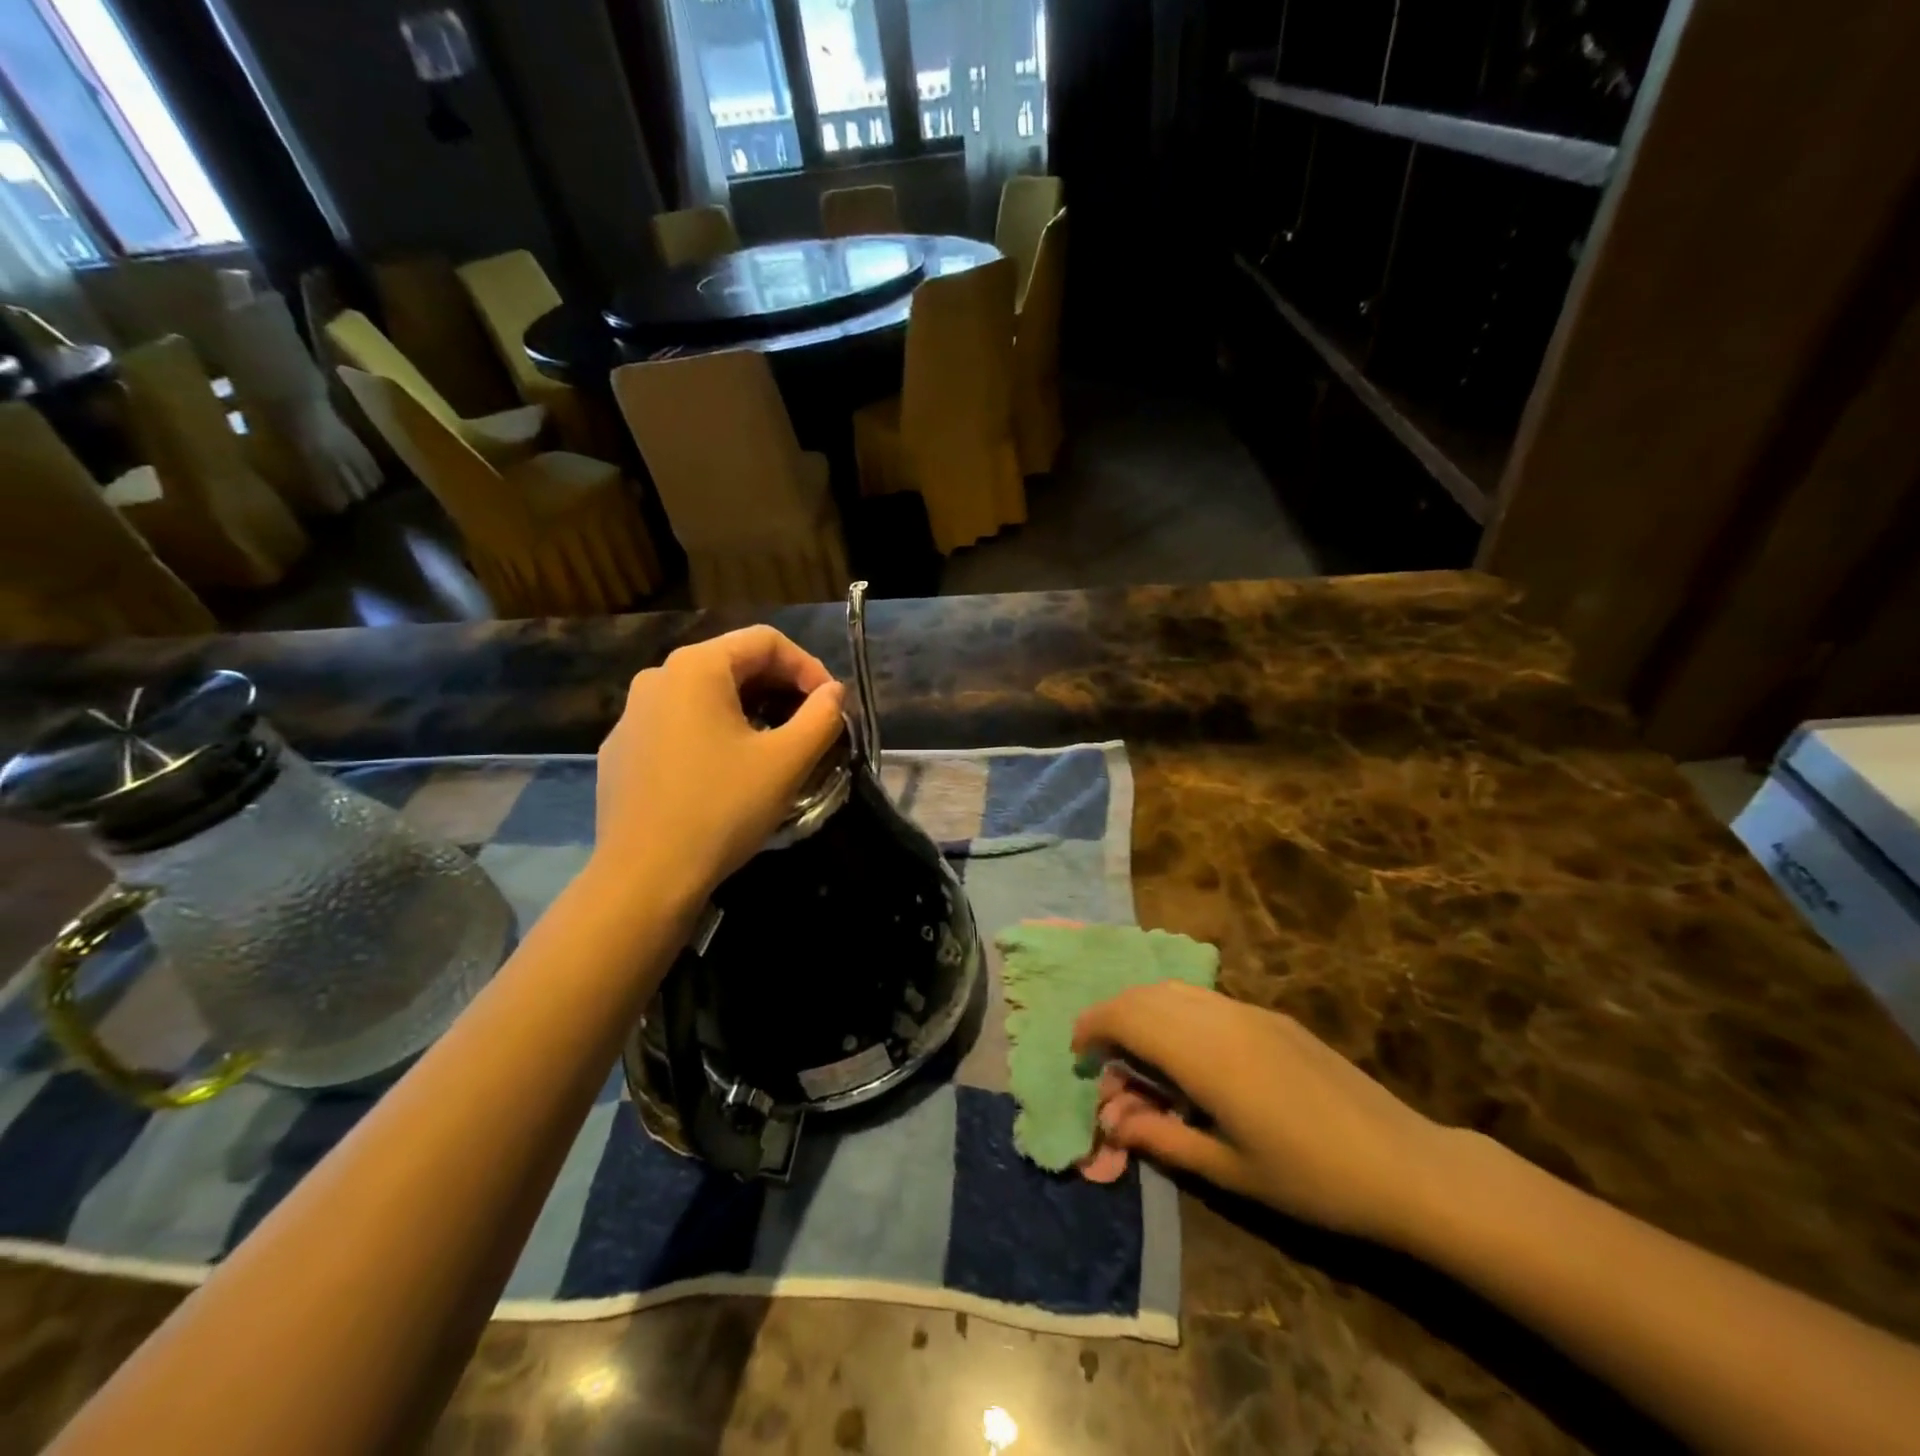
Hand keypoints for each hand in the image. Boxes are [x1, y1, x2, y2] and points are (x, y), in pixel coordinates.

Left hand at [591, 627, 845, 904]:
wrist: (645, 877)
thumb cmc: (722, 809)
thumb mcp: (787, 762)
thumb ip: (822, 717)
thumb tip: (834, 693)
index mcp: (696, 667)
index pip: (765, 641)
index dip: (808, 667)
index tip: (832, 706)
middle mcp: (657, 678)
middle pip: (733, 664)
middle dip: (780, 689)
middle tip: (810, 726)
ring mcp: (631, 715)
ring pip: (704, 696)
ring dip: (749, 711)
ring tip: (774, 748)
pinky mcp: (622, 751)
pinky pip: (678, 725)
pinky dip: (712, 734)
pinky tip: (725, 772)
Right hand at [1073, 983, 1455, 1245]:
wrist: (1405, 1165)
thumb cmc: (1311, 1180)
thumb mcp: (1228, 1170)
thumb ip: (1162, 1137)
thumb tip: (1112, 1120)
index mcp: (1204, 1054)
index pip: (1128, 1017)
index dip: (1093, 1027)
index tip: (1078, 1053)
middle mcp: (1219, 1017)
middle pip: (1146, 995)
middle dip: (1112, 1016)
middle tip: (1102, 1057)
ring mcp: (1248, 1011)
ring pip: (1175, 990)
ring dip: (1143, 1009)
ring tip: (1137, 1053)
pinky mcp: (1271, 1016)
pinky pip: (1204, 998)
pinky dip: (1175, 1011)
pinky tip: (1185, 1051)